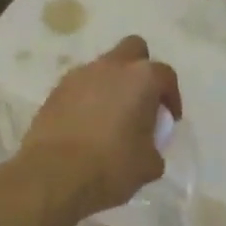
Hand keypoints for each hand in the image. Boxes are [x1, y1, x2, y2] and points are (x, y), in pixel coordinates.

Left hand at [16, 34, 182, 217]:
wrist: (53, 176)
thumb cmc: (111, 166)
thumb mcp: (149, 164)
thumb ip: (154, 146)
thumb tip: (148, 146)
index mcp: (142, 79)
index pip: (165, 75)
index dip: (171, 96)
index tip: (169, 119)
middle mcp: (111, 67)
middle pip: (133, 49)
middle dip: (140, 69)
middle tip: (141, 100)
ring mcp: (79, 76)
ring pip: (102, 67)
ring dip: (111, 84)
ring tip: (110, 117)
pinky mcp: (55, 91)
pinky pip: (79, 86)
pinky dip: (87, 98)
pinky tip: (86, 125)